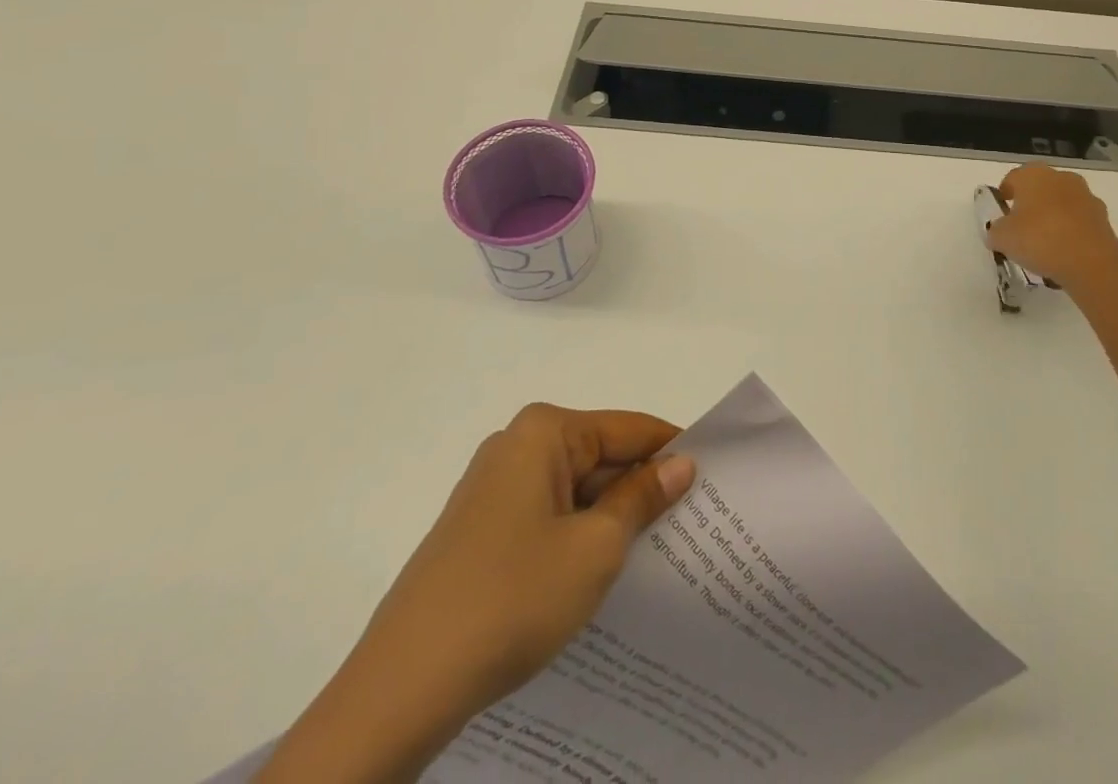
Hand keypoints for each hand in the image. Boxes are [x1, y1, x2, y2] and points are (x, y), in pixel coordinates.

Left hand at [259, 405, 693, 783]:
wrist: (402, 688)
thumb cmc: (513, 597)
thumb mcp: (596, 547)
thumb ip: (643, 497)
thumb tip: (681, 464)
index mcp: (544, 431)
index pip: (629, 428)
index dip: (673, 451)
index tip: (715, 476)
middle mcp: (516, 445)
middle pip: (601, 456)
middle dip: (642, 488)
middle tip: (692, 523)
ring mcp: (492, 488)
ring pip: (575, 490)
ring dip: (611, 517)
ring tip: (657, 551)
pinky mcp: (479, 529)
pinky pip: (547, 517)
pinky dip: (578, 536)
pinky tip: (601, 573)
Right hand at [987, 164, 1117, 294]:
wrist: (1091, 263)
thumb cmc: (1039, 240)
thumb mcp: (1002, 238)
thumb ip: (996, 230)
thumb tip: (1000, 231)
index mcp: (1033, 174)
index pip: (1012, 179)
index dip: (1004, 195)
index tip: (1000, 213)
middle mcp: (1061, 178)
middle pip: (1039, 188)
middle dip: (1030, 204)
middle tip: (1020, 227)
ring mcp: (1086, 196)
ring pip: (1061, 203)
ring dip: (1053, 216)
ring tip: (1044, 243)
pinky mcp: (1103, 217)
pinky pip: (1078, 221)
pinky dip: (1071, 231)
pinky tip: (1064, 252)